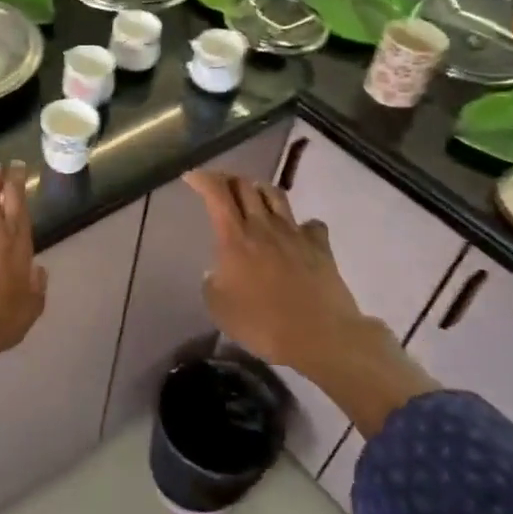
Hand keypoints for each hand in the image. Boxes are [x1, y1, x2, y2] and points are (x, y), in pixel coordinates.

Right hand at [184, 169, 434, 433]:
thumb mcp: (219, 308)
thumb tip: (217, 272)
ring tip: (253, 196)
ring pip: (275, 196)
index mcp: (235, 238)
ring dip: (260, 190)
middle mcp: (263, 227)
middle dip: (228, 180)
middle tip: (219, 187)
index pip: (217, 194)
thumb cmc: (262, 323)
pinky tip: (296, 233)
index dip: (203, 179)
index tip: (192, 177)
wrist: (320, 336)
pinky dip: (300, 224)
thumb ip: (212, 283)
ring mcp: (295, 233)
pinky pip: (310, 224)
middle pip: (245, 186)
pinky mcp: (320, 246)